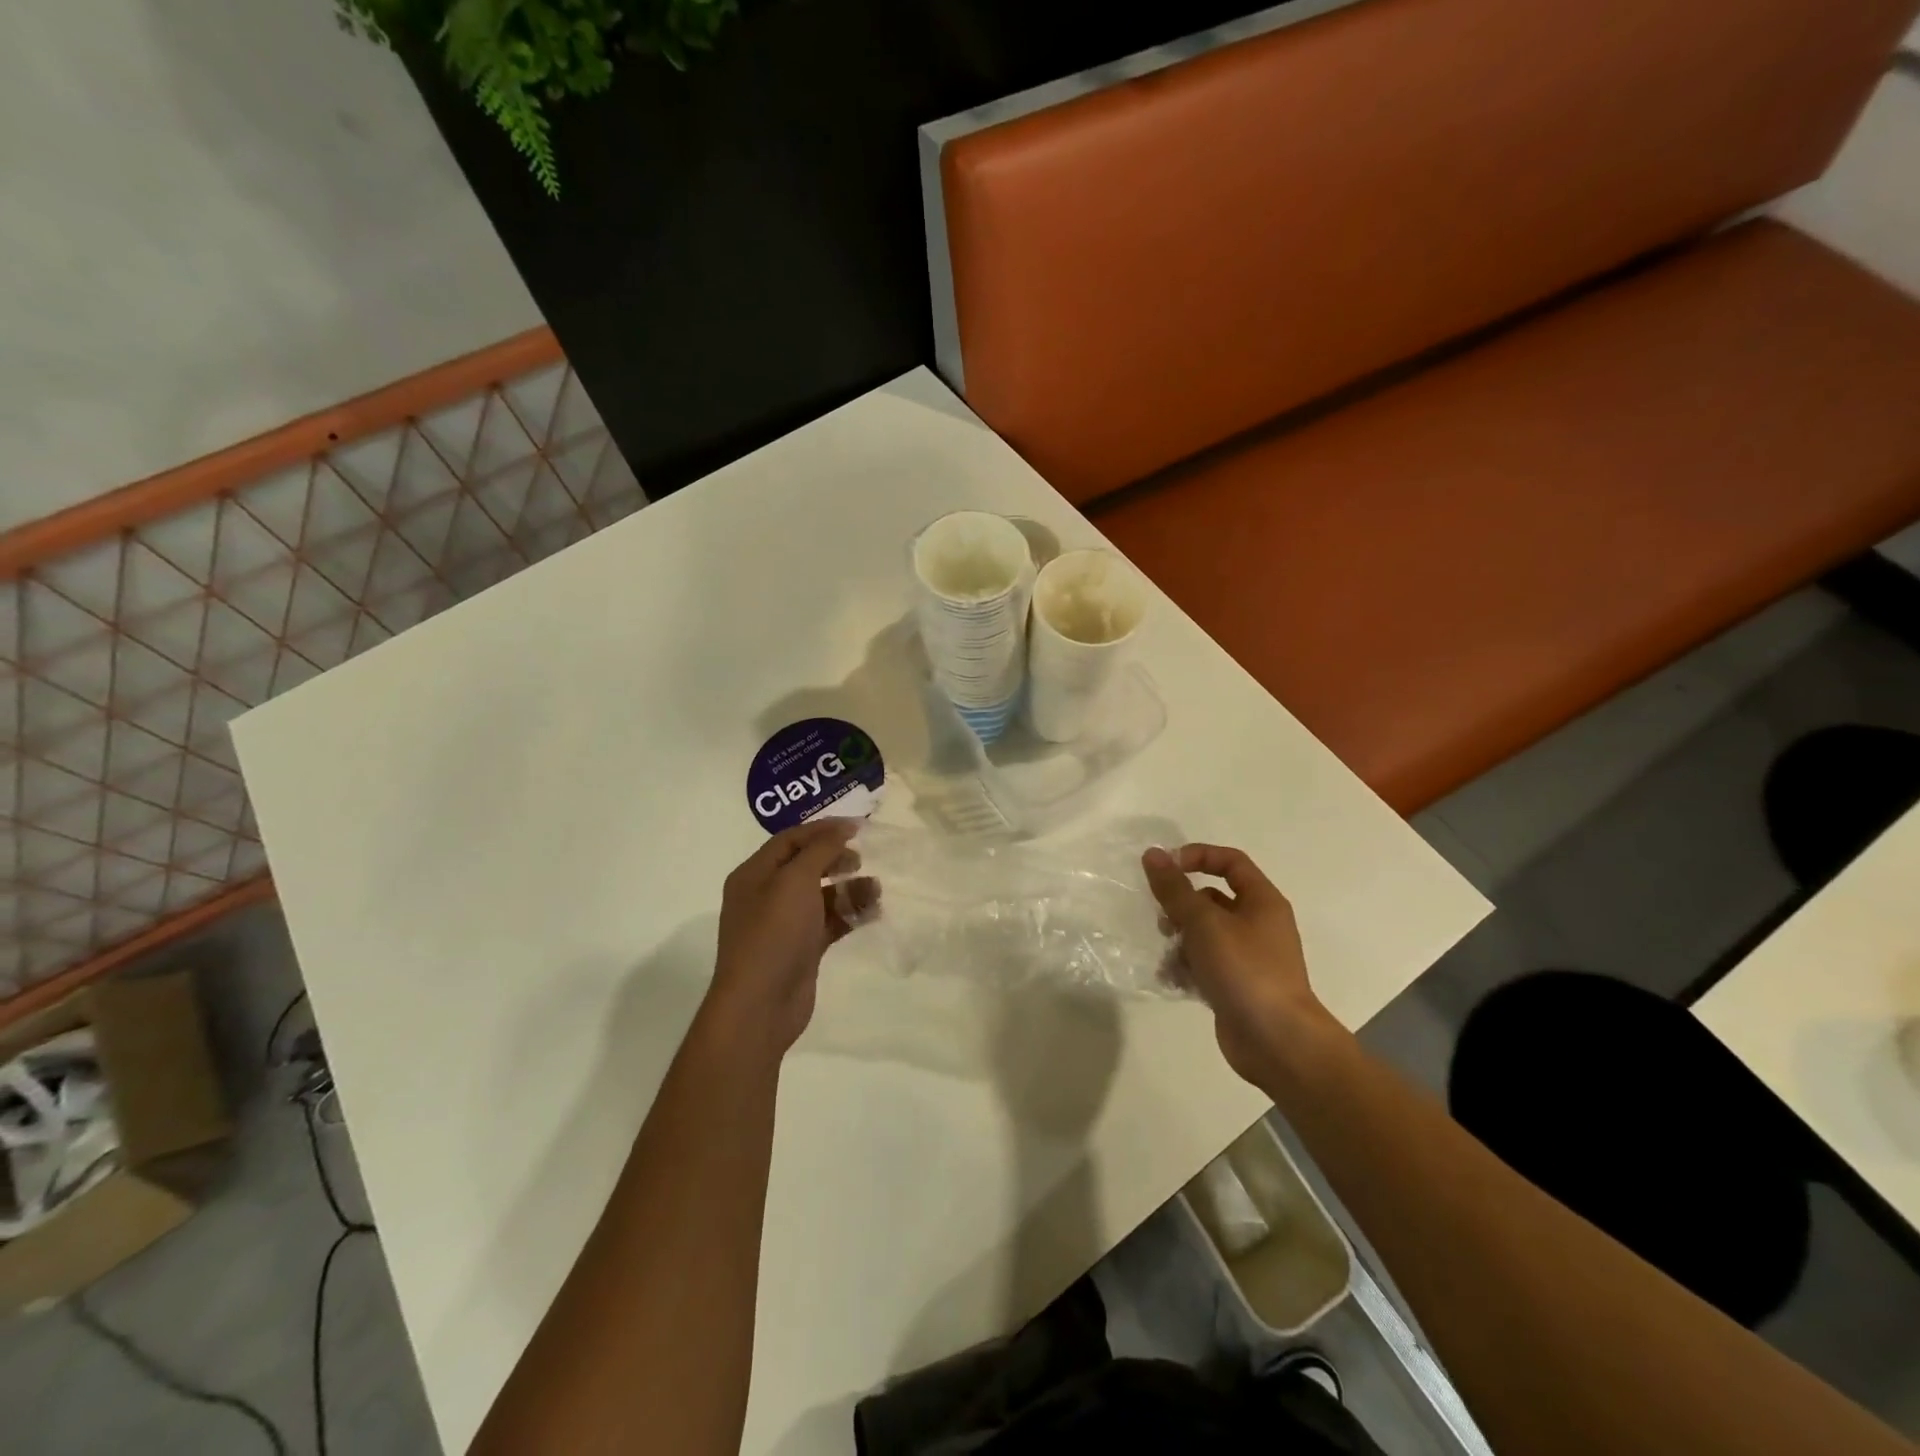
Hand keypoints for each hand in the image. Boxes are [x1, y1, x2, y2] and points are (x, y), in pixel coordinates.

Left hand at [706, 819, 872, 1059]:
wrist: (761, 1005)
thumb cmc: (774, 933)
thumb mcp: (795, 881)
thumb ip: (820, 850)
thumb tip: (841, 828)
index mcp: (754, 874)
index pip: (790, 839)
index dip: (823, 830)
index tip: (858, 826)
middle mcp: (765, 895)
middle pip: (805, 865)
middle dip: (835, 858)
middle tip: (861, 859)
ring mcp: (783, 924)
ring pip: (820, 895)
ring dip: (848, 889)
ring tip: (876, 890)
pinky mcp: (801, 949)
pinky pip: (829, 922)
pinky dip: (849, 915)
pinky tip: (872, 912)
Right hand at [1142, 844, 1339, 1087]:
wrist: (1278, 1043)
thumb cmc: (1245, 971)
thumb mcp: (1204, 923)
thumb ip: (1175, 889)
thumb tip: (1153, 854)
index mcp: (1261, 901)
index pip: (1230, 861)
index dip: (1197, 857)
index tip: (1166, 868)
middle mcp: (1258, 925)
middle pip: (1213, 899)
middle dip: (1183, 907)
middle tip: (1163, 919)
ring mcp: (1248, 958)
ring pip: (1205, 934)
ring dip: (1181, 941)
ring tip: (1168, 955)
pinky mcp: (1236, 986)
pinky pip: (1205, 965)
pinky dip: (1187, 968)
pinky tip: (1173, 980)